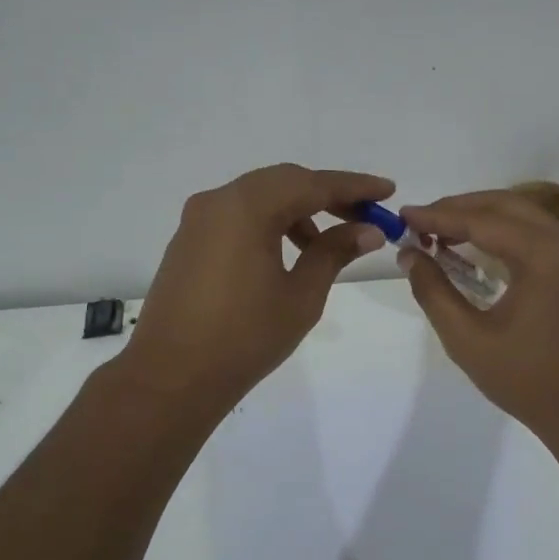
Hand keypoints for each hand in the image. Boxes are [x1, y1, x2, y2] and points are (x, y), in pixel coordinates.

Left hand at [119, 164, 393, 413]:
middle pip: (285, 181)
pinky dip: (269, 222)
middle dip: (327, 195)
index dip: (354, 186)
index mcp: (247, 207)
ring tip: (326, 245)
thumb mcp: (301, 295)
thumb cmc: (245, 338)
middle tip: (364, 216)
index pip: (312, 184)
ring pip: (260, 196)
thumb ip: (334, 252)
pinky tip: (288, 252)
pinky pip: (238, 214)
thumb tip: (368, 230)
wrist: (171, 377)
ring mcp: (199, 219)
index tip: (387, 190)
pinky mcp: (189, 239)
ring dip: (298, 210)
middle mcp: (219, 201)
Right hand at [400, 191, 558, 440]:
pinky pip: (535, 231)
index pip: (480, 221)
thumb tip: (408, 254)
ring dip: (479, 216)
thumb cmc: (527, 379)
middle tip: (418, 222)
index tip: (402, 216)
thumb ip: (433, 291)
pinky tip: (474, 245)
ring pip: (521, 213)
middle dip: (457, 209)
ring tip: (439, 231)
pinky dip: (502, 230)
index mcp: (543, 254)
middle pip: (503, 205)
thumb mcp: (467, 339)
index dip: (437, 217)